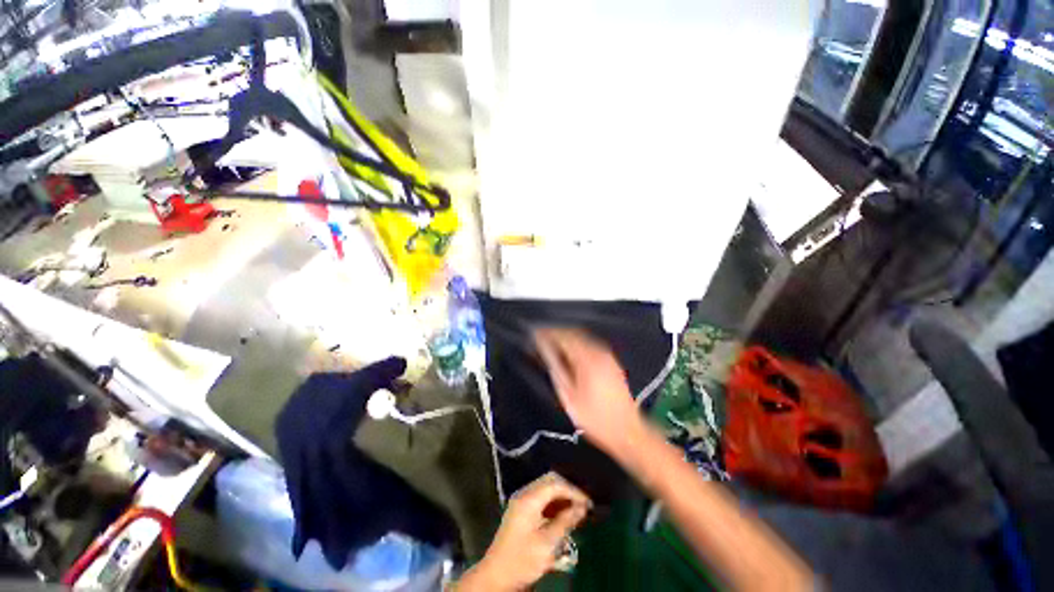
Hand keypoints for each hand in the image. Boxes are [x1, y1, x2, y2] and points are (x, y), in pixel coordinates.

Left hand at [458, 472, 591, 590]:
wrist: (496, 576)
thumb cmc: (522, 560)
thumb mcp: (547, 544)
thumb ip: (565, 522)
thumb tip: (582, 508)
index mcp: (529, 499)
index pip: (555, 484)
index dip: (574, 491)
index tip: (589, 503)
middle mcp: (524, 493)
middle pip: (550, 481)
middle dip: (568, 490)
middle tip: (584, 503)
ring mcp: (521, 500)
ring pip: (546, 487)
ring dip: (562, 495)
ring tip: (577, 508)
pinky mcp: (521, 509)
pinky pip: (541, 497)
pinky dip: (554, 502)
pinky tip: (563, 513)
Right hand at [534, 328, 643, 457]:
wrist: (627, 431)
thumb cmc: (595, 418)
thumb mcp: (569, 397)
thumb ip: (556, 370)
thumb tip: (545, 353)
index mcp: (588, 360)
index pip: (564, 338)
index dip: (548, 334)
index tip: (534, 334)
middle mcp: (599, 352)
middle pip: (574, 334)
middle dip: (556, 333)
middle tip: (540, 337)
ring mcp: (607, 356)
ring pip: (582, 337)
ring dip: (566, 338)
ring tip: (550, 343)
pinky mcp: (611, 361)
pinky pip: (589, 344)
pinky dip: (575, 343)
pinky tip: (568, 352)